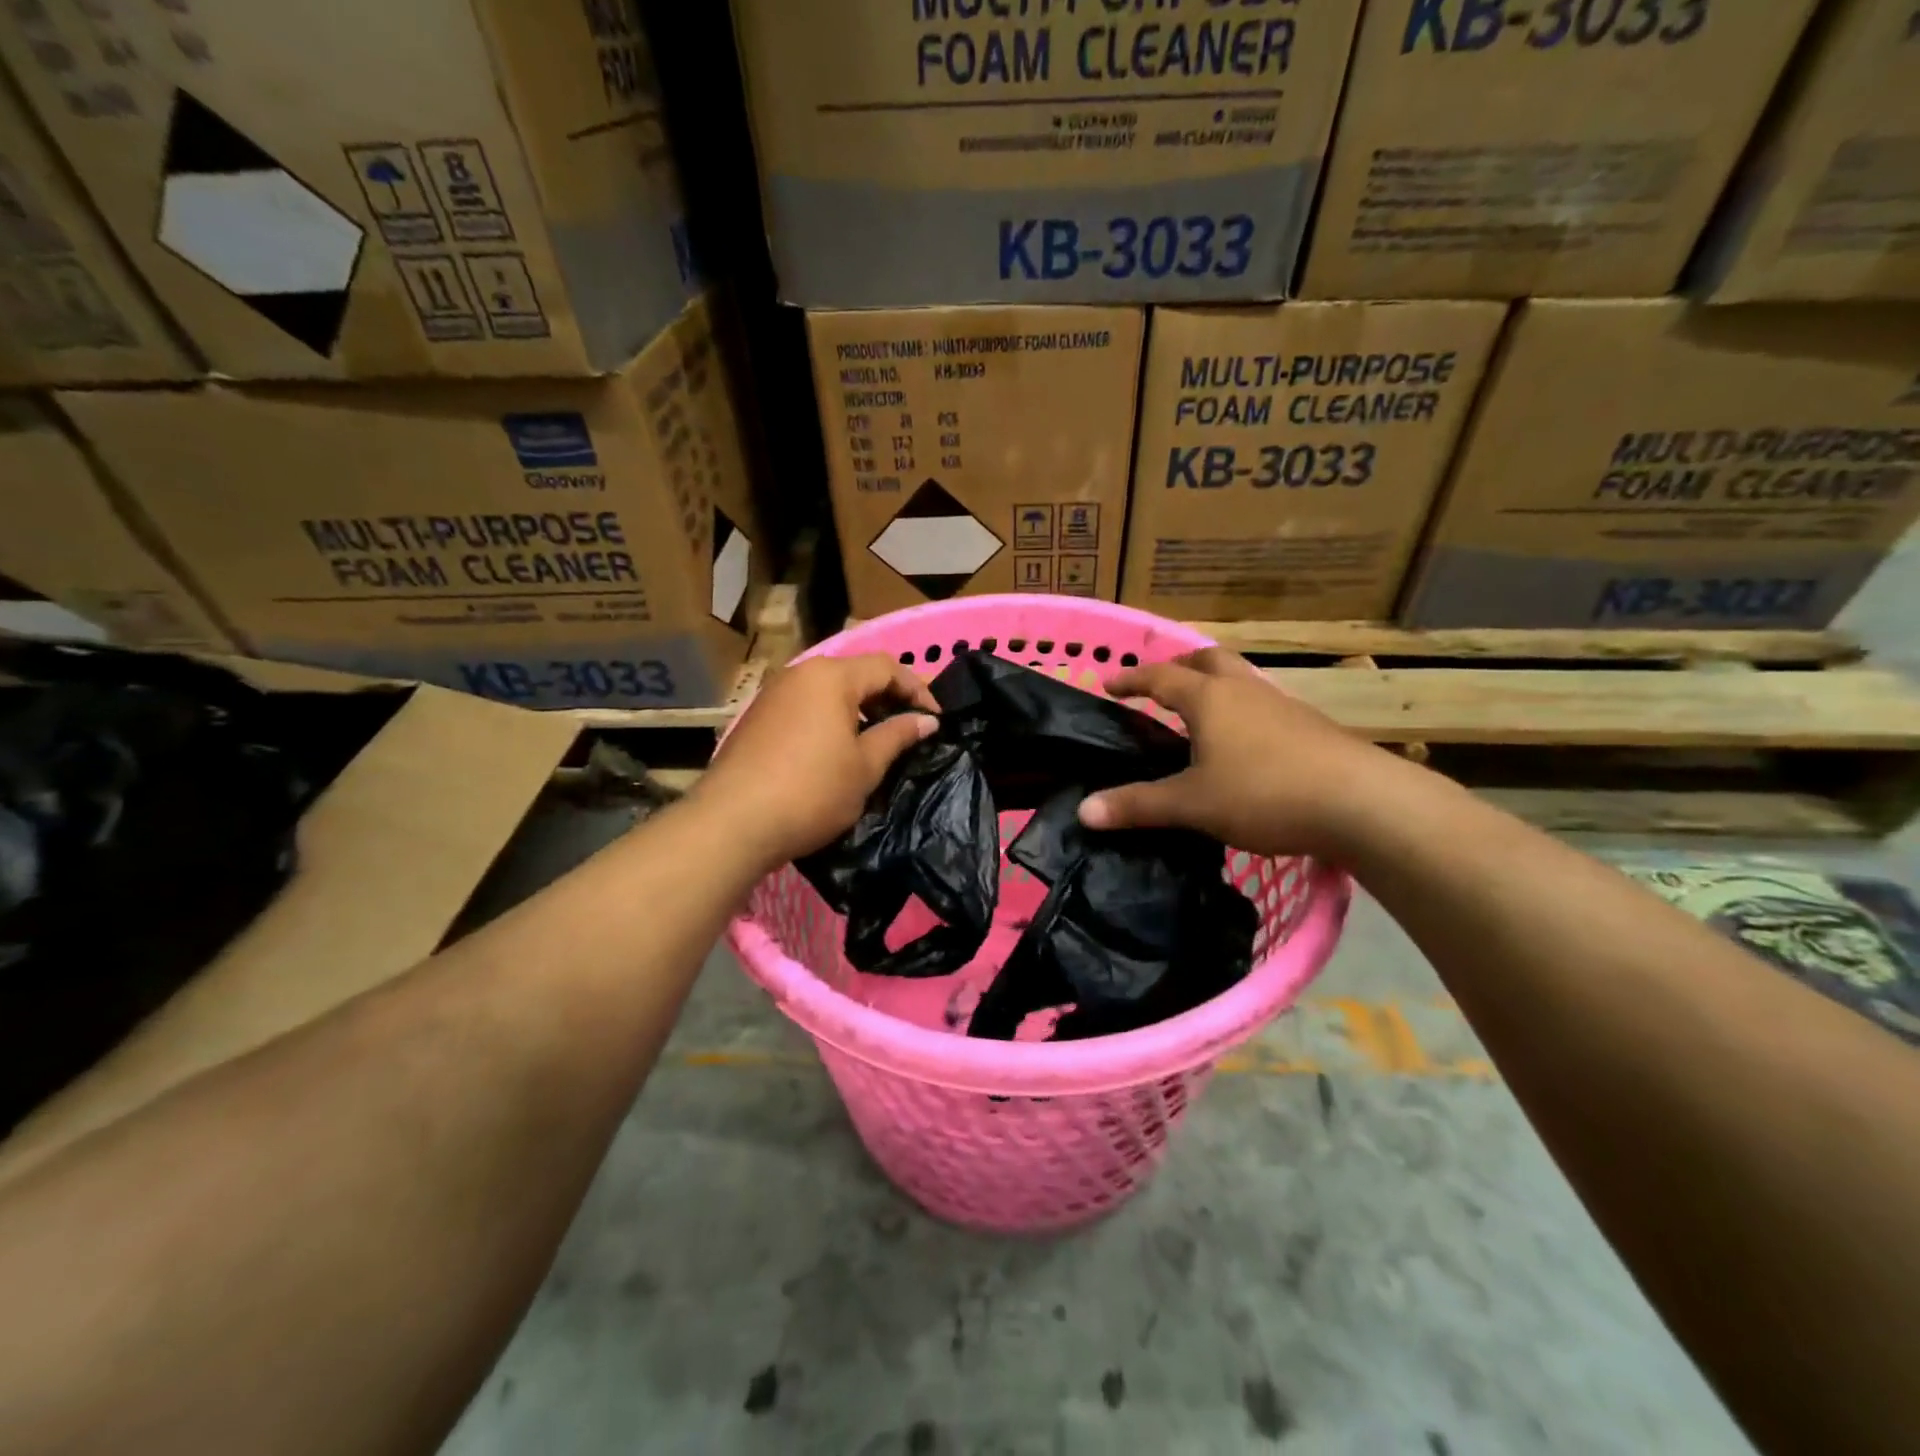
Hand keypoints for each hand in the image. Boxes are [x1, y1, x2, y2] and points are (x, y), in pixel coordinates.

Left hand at [700, 654, 938, 867]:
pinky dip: (830, 718)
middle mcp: (801, 673)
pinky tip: (836, 750)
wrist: (733, 822)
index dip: (917, 689)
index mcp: (831, 677)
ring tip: (876, 740)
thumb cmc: (812, 791)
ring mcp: (774, 694)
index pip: (886, 667)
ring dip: (858, 708)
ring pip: (828, 690)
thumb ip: (897, 735)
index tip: (935, 719)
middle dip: (887, 696)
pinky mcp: (757, 717)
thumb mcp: (865, 767)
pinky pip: (805, 706)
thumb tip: (926, 720)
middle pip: (855, 673)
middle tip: (908, 727)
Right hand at [1079, 648, 1400, 857]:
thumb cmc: (1265, 793)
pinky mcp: (1311, 727)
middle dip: (1180, 666)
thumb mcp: (1192, 804)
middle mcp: (1246, 691)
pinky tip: (1245, 747)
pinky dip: (1243, 713)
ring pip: (1241, 681)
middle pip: (1208, 660)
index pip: (1161, 677)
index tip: (1108, 684)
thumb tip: (1083, 812)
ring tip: (1200, 717)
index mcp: (1210, 699)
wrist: (1363, 803)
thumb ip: (1138, 805)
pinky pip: (1264, 706)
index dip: (1132, 679)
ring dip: (1215, 687)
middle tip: (1160, 686)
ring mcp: (1283, 706)